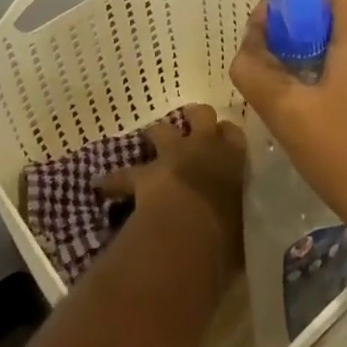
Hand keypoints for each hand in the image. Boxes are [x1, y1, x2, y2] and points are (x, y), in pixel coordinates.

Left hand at [96, 104, 245, 274]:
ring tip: (152, 140)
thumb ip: (240, 216)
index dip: (226, 135)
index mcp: (233, 158)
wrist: (190, 231)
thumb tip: (237, 226)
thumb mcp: (244, 225)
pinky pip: (124, 174)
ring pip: (163, 129)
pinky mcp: (145, 175)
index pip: (233, 132)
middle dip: (196, 118)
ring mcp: (172, 156)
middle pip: (201, 114)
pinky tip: (101, 186)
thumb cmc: (228, 231)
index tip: (224, 142)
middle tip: (194, 128)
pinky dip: (113, 181)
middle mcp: (203, 147)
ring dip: (158, 134)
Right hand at [229, 0, 346, 257]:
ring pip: (326, 35)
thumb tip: (243, 51)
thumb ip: (255, 72)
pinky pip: (335, 60)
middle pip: (322, 2)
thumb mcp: (289, 112)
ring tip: (264, 69)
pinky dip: (307, 64)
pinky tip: (288, 95)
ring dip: (293, 42)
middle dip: (283, 12)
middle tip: (254, 42)